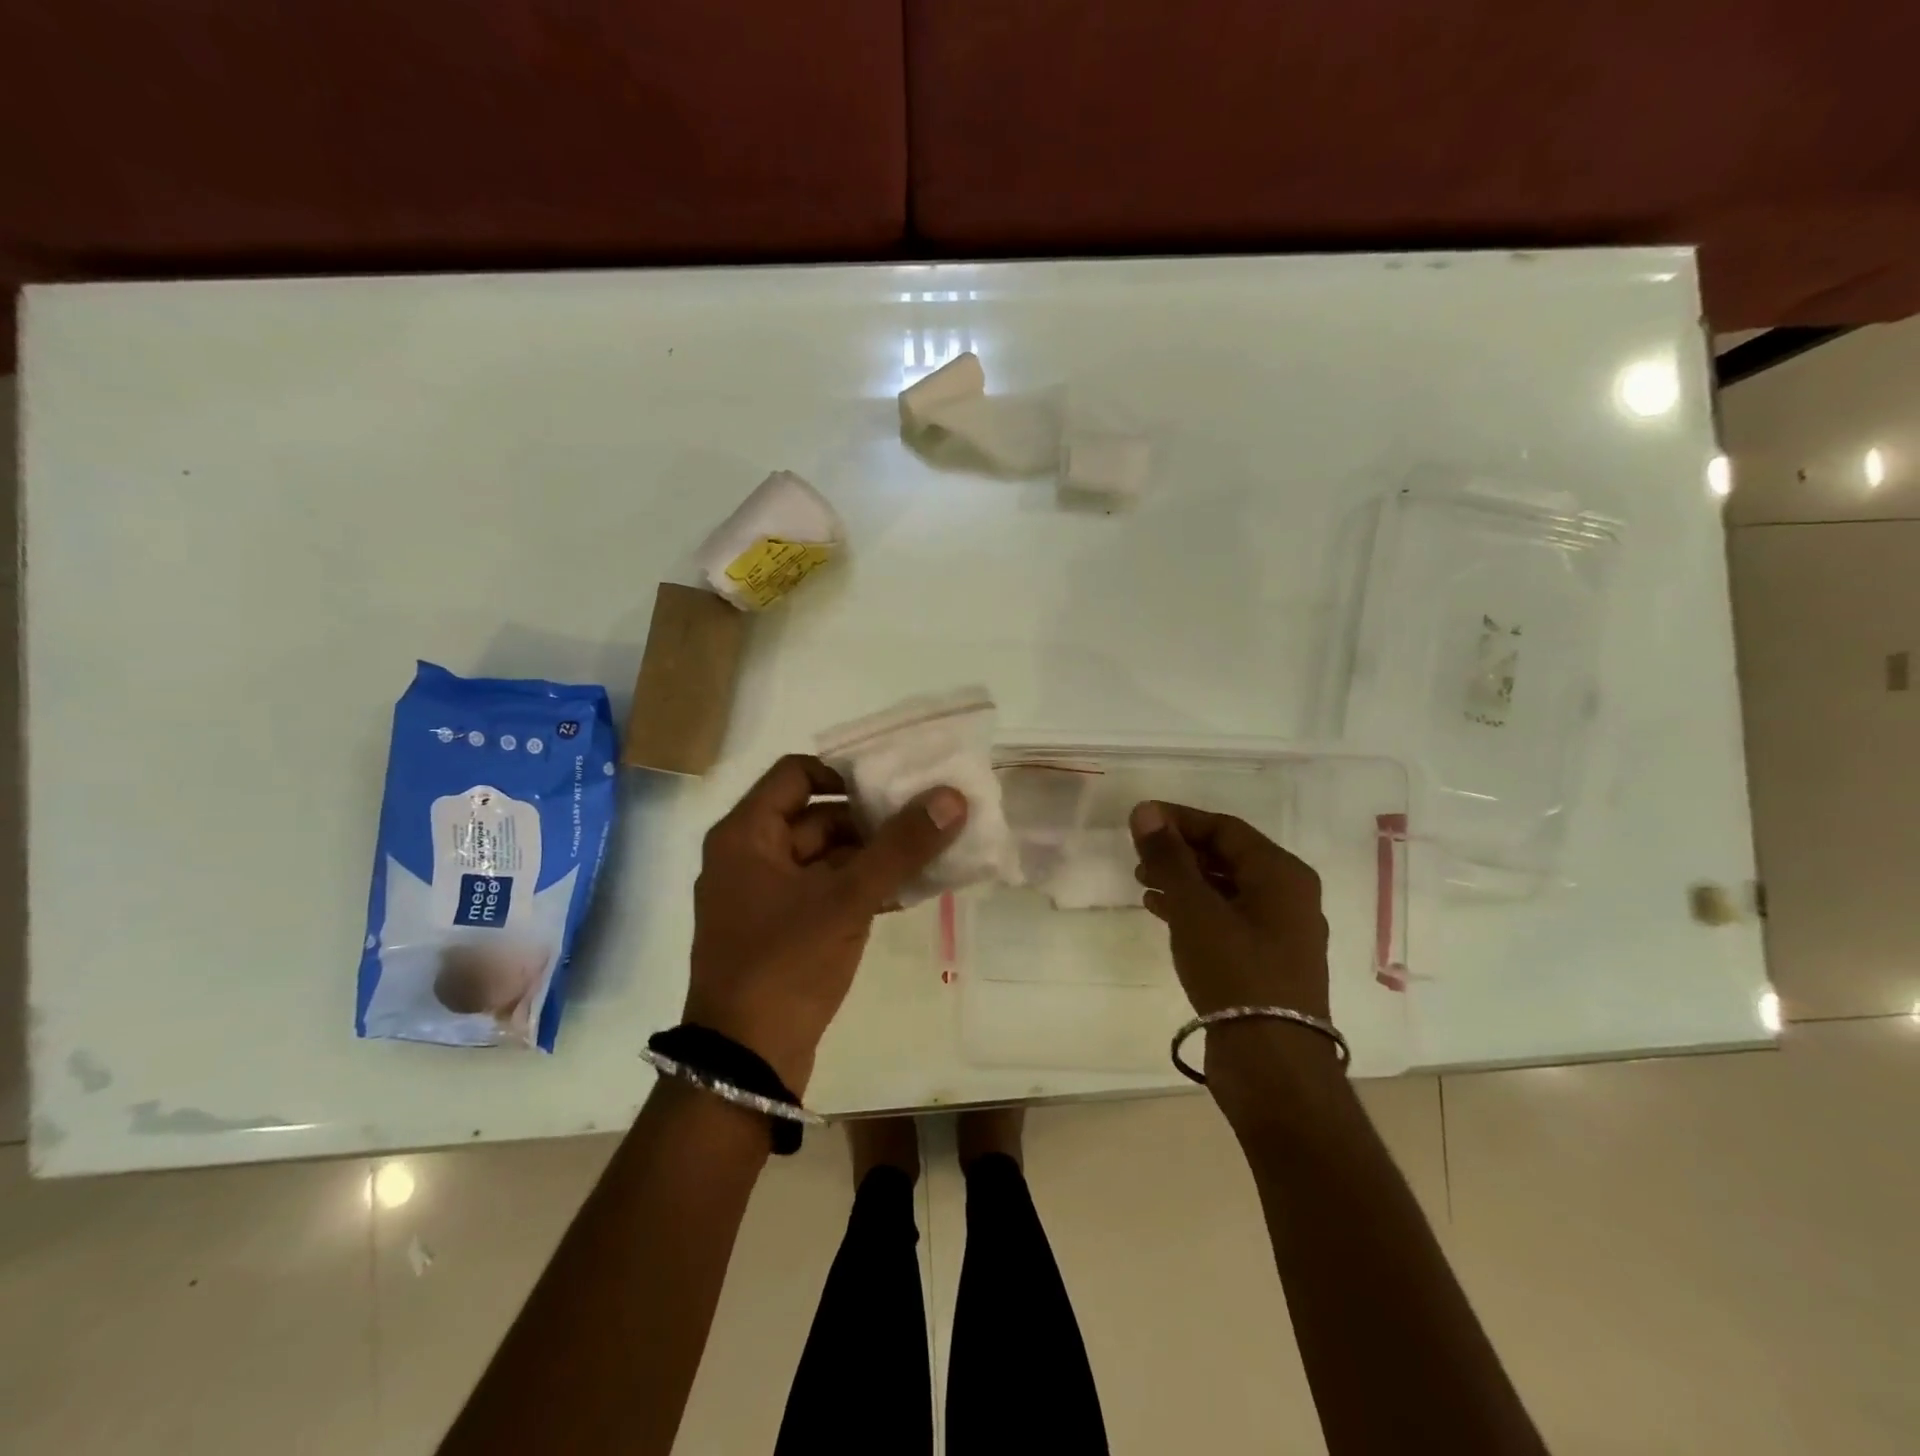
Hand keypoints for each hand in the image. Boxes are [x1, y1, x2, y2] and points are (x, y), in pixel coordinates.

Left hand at [685, 755, 966, 1094]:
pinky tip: (907, 892)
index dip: (846, 771)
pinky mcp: (781, 931)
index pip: (797, 773)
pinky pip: (825, 891)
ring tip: (928, 852)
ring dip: (873, 855)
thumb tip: (951, 796)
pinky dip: (861, 887)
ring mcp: (763, 897)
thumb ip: (901, 846)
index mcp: (746, 834)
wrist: (745, 1064)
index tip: (895, 781)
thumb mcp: (848, 899)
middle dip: (871, 818)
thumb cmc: (786, 965)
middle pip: (816, 816)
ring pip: (825, 857)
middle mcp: (748, 856)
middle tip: (925, 817)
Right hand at [1129, 800, 1329, 1020]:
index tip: (1139, 820)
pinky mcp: (1264, 960)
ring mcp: (1278, 931)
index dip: (1179, 819)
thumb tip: (1146, 811)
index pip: (1225, 828)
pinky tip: (1159, 910)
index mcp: (1281, 874)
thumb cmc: (1236, 972)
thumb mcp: (1195, 909)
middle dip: (1180, 851)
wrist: (1271, 1064)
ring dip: (1183, 880)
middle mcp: (1287, 896)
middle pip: (1227, 856)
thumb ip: (1169, 857)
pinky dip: (1193, 909)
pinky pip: (1225, 917)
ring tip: (1142, 881)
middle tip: (1137, 854)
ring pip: (1224, 888)